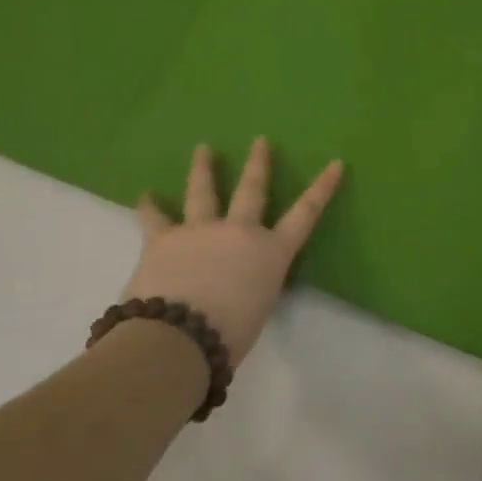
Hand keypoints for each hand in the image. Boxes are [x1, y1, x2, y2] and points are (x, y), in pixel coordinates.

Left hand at [122, 138, 343, 366]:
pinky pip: (155, 217)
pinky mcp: (163, 238)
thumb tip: (237, 284)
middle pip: (252, 189)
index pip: (305, 214)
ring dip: (203, 168)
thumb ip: (252, 288)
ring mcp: (201, 230)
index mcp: (271, 253)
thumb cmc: (228, 336)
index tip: (335, 163)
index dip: (322, 188)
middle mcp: (240, 232)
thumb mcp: (257, 310)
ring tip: (203, 149)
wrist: (177, 339)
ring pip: (203, 191)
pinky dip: (150, 206)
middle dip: (258, 163)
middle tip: (260, 141)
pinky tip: (146, 195)